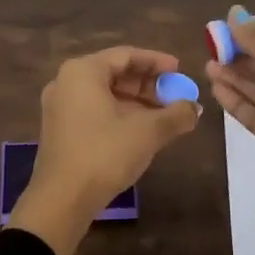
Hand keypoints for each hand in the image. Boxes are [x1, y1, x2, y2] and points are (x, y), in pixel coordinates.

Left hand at [8, 46, 199, 254]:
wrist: (62, 199)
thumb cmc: (105, 154)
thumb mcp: (148, 132)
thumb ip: (176, 115)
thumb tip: (195, 109)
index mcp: (83, 72)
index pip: (126, 55)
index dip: (157, 62)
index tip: (180, 70)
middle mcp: (66, 83)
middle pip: (114, 74)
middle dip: (148, 85)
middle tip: (175, 97)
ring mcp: (59, 108)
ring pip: (105, 95)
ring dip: (137, 103)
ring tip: (165, 117)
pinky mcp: (60, 131)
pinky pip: (95, 112)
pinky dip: (120, 116)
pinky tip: (142, 132)